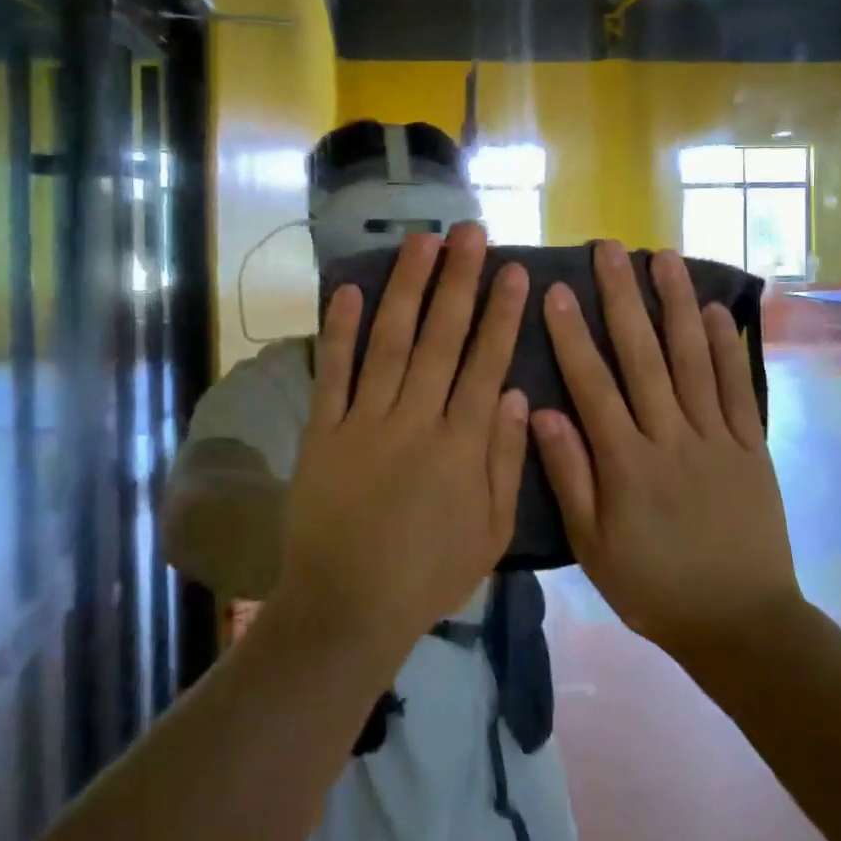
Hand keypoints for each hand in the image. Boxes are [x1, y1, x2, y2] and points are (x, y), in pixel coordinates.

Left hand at [276, 223, 530, 663]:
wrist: (348, 607)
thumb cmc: (427, 575)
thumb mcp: (489, 534)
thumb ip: (505, 462)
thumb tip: (516, 394)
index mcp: (461, 445)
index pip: (486, 363)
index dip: (501, 314)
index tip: (514, 270)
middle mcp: (416, 419)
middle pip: (441, 338)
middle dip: (459, 281)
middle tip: (470, 233)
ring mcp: (365, 421)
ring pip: (391, 341)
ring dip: (407, 288)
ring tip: (422, 243)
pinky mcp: (324, 430)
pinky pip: (333, 372)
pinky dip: (339, 330)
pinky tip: (347, 289)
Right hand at [533, 241, 799, 655]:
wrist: (742, 625)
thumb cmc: (653, 586)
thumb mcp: (593, 545)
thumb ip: (569, 475)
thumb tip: (539, 412)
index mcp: (626, 462)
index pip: (592, 384)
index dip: (572, 334)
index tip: (558, 289)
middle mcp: (670, 437)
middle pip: (643, 356)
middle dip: (623, 298)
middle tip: (610, 249)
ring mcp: (715, 438)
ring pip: (692, 359)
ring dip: (677, 304)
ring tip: (665, 258)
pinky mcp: (750, 447)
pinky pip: (737, 389)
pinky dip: (728, 348)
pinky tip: (717, 311)